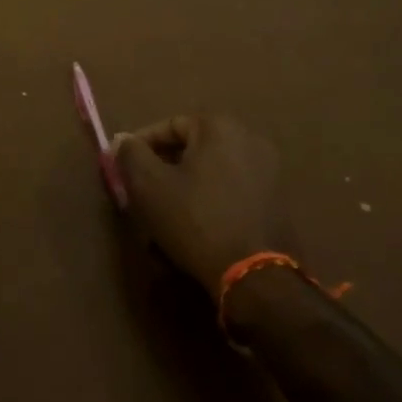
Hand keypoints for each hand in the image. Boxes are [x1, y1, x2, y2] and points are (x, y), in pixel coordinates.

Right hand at [110, 113, 296, 295]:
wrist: (255, 275)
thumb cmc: (195, 220)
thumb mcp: (149, 185)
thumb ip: (130, 153)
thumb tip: (123, 140)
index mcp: (219, 127)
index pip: (169, 126)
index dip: (141, 145)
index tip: (124, 167)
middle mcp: (250, 138)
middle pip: (193, 146)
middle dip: (165, 165)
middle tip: (144, 189)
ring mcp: (270, 170)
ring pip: (213, 169)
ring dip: (188, 184)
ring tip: (167, 210)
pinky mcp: (278, 199)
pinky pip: (233, 189)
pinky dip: (212, 198)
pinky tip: (197, 223)